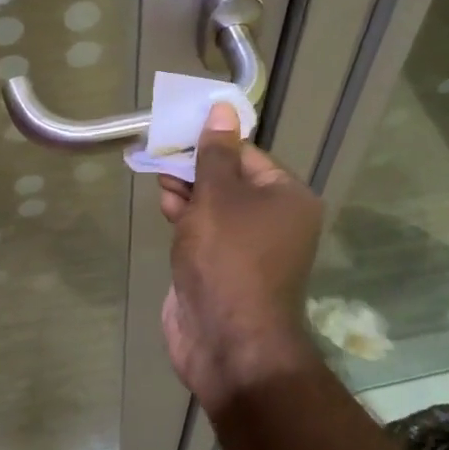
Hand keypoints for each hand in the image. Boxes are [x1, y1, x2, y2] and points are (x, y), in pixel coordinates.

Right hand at [159, 103, 323, 410]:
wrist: (227, 341)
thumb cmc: (227, 257)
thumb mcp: (218, 196)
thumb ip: (214, 153)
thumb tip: (224, 108)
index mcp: (287, 198)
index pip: (248, 155)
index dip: (213, 142)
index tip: (178, 132)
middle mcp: (275, 221)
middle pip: (232, 180)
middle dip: (196, 168)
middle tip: (163, 153)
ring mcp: (250, 249)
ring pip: (216, 208)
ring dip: (188, 192)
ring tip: (160, 178)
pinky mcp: (225, 269)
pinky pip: (206, 234)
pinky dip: (186, 219)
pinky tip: (165, 207)